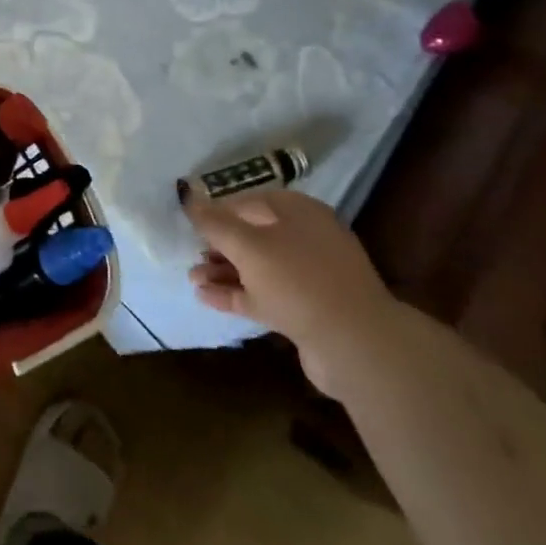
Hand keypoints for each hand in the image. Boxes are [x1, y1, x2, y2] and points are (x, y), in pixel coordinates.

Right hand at [186, 187, 392, 395]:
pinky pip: (264, 295)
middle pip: (254, 235)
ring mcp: (309, 277)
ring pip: (258, 267)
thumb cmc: (298, 281)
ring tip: (193, 279)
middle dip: (220, 245)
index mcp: (299, 213)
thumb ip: (216, 223)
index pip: (251, 201)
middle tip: (191, 253)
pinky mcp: (307, 310)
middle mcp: (306, 239)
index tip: (191, 222)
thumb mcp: (249, 246)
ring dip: (224, 271)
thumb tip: (190, 199)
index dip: (219, 209)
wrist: (355, 345)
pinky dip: (236, 294)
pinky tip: (206, 298)